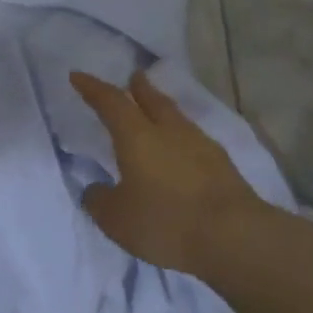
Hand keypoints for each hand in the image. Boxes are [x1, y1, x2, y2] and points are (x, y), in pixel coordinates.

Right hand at [70, 69, 265, 277]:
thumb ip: (100, 200)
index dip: (92, 88)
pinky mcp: (222, 164)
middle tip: (133, 76)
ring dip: (163, 109)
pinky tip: (182, 149)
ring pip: (176, 117)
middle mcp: (169, 131)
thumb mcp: (116, 219)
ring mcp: (201, 145)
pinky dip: (181, 137)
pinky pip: (194, 140)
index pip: (110, 103)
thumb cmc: (166, 222)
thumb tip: (95, 190)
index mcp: (137, 137)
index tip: (78, 76)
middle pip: (152, 100)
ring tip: (157, 109)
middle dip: (139, 87)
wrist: (234, 236)